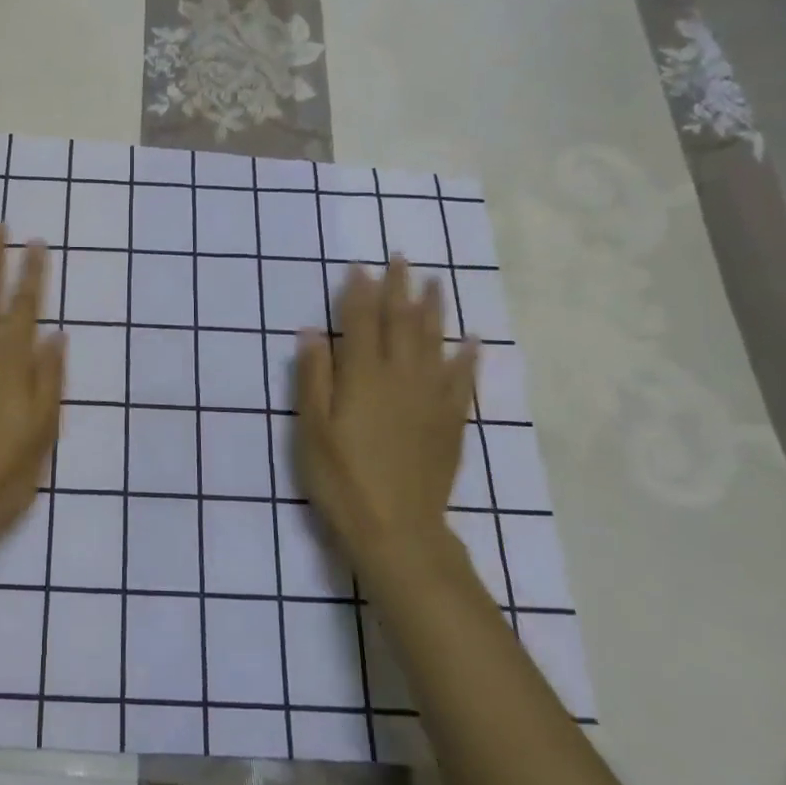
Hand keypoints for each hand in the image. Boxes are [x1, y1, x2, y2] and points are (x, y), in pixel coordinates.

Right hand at [296, 259, 478, 563]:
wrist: (396, 528)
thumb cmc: (341, 478)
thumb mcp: (312, 428)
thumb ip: (313, 376)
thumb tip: (312, 331)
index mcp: (362, 375)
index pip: (360, 321)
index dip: (359, 291)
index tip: (360, 265)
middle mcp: (400, 376)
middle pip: (401, 321)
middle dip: (399, 287)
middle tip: (402, 257)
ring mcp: (431, 397)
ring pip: (435, 342)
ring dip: (434, 309)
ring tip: (435, 281)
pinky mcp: (451, 421)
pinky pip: (463, 380)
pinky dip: (468, 357)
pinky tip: (474, 340)